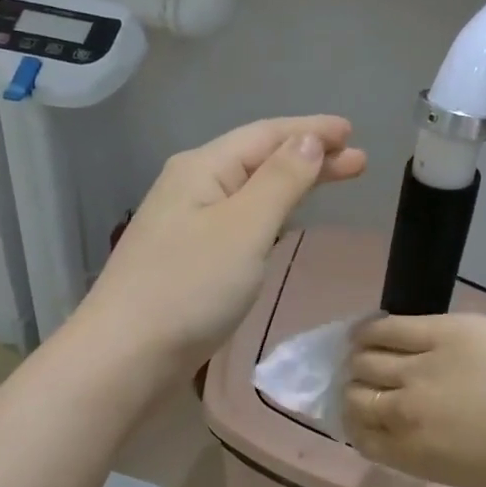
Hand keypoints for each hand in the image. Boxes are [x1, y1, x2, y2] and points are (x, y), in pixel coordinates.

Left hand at [72, 116, 366, 375]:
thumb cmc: (190, 288)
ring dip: (290, 185)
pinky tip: (280, 224)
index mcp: (201, 168)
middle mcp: (189, 187)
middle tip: (358, 162)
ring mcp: (184, 225)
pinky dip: (268, 214)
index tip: (353, 132)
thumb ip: (280, 181)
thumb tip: (308, 140)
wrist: (127, 356)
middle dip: (308, 157)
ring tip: (329, 184)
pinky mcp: (185, 261)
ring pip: (247, 192)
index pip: (266, 135)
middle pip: (257, 160)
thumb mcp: (244, 227)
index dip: (312, 130)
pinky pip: (236, 222)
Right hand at [343, 313, 485, 486]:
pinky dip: (368, 331)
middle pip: (355, 395)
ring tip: (364, 353)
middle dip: (356, 391)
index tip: (364, 415)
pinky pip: (387, 327)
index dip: (357, 423)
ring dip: (358, 360)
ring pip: (364, 359)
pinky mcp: (442, 331)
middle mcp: (405, 411)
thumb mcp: (463, 474)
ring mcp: (421, 367)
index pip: (360, 434)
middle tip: (368, 384)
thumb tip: (401, 430)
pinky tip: (366, 331)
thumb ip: (422, 453)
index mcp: (411, 453)